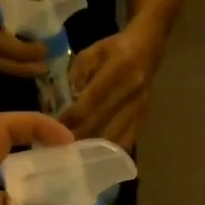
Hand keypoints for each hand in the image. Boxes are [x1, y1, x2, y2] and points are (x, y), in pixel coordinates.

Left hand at [63, 21, 164, 147]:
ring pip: (114, 136)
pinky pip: (126, 140)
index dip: (73, 116)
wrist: (149, 48)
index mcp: (119, 70)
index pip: (92, 100)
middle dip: (79, 136)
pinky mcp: (144, 118)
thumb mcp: (93, 51)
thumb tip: (69, 98)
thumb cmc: (116, 48)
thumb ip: (78, 72)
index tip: (56, 127)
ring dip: (94, 148)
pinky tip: (97, 156)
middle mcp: (131, 91)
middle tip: (61, 146)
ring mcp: (139, 107)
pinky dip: (110, 150)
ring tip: (76, 154)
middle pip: (102, 122)